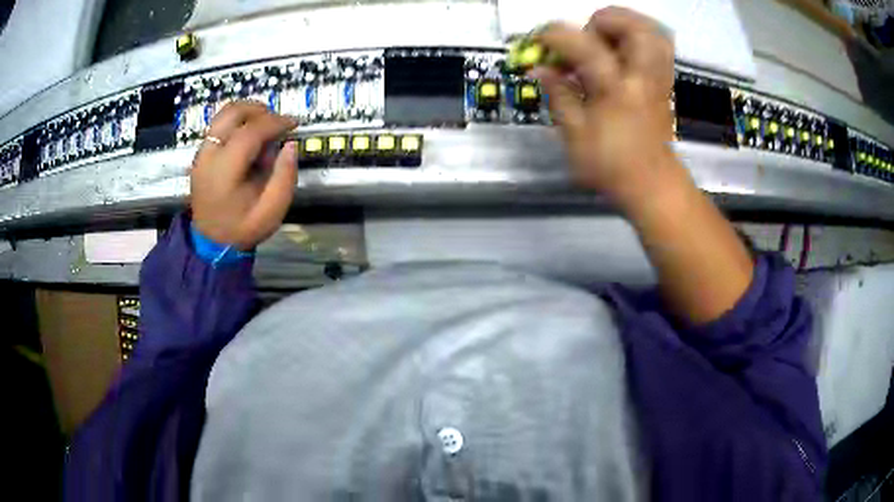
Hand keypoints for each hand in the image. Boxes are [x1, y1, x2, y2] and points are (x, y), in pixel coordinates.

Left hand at [190, 102, 297, 249]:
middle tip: (277, 122)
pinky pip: (219, 125)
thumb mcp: (271, 213)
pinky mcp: (201, 153)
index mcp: (224, 172)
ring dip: (247, 113)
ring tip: (265, 126)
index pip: (250, 132)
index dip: (275, 122)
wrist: (210, 242)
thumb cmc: (241, 229)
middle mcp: (208, 156)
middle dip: (259, 110)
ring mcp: (202, 153)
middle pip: (232, 113)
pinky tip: (250, 137)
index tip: (294, 123)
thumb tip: (290, 145)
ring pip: (223, 114)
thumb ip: (284, 178)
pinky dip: (238, 122)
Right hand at [533, 7, 678, 203]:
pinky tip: (620, 49)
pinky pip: (658, 45)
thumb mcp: (575, 135)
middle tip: (584, 39)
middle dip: (602, 21)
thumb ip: (559, 94)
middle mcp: (642, 77)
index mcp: (617, 91)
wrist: (652, 185)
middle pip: (634, 27)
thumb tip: (540, 68)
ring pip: (651, 31)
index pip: (586, 46)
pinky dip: (638, 36)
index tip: (540, 40)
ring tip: (603, 39)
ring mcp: (658, 78)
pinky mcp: (664, 82)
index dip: (556, 35)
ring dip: (623, 25)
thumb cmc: (612, 166)